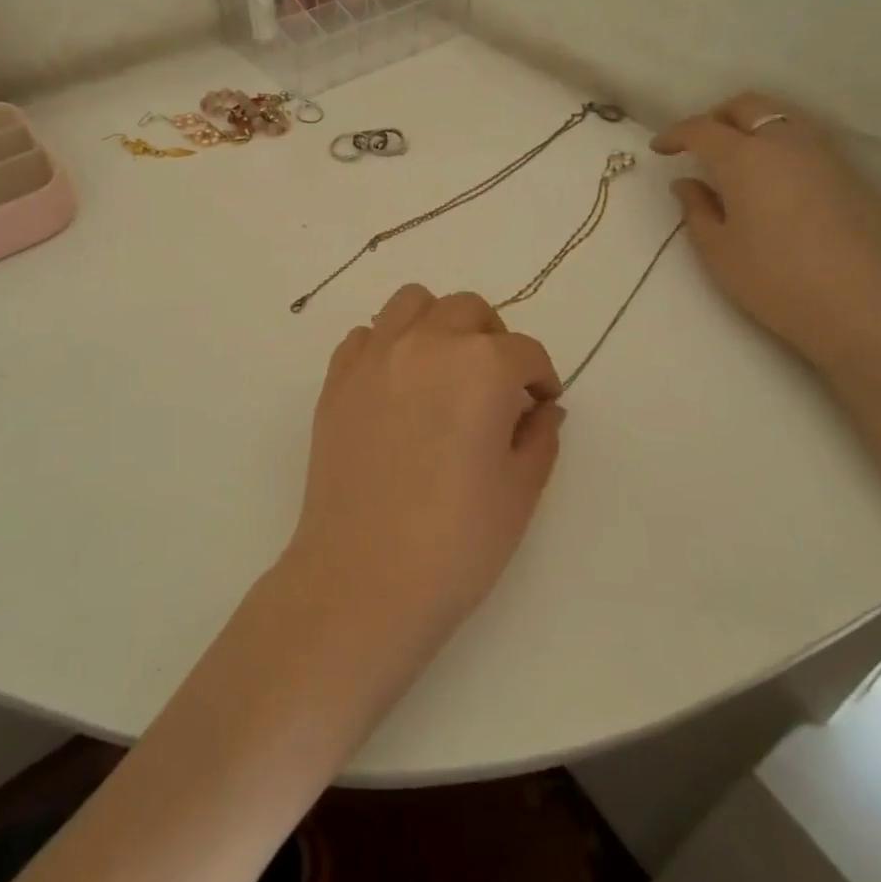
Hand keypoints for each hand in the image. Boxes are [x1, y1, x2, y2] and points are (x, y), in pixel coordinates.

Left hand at [283, 285, 565, 658]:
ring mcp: (374, 356)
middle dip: (494, 339)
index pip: (525, 352)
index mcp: (480, 365)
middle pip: (469, 310)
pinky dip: (388, 345)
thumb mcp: (520, 490)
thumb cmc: (457, 541)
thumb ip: (539, 435)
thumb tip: (543, 408)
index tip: (542, 404)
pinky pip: (366, 336)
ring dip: (438, 323)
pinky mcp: (336, 378)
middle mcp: (426, 342)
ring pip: (412, 303)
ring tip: (446, 367)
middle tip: (499, 384)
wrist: (363, 578)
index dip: (541, 378)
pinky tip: (397, 385)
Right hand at [652, 92, 880, 369]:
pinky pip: (810, 147)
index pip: (702, 129)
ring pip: (784, 120)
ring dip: (755, 129)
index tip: (660, 149)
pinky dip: (784, 152)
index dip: (676, 134)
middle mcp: (786, 144)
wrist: (855, 306)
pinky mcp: (853, 178)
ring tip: (740, 160)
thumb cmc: (771, 278)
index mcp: (744, 158)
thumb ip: (696, 208)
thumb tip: (687, 184)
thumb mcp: (716, 248)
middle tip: (700, 144)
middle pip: (749, 106)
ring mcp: (826, 157)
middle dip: (718, 117)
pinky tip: (778, 186)